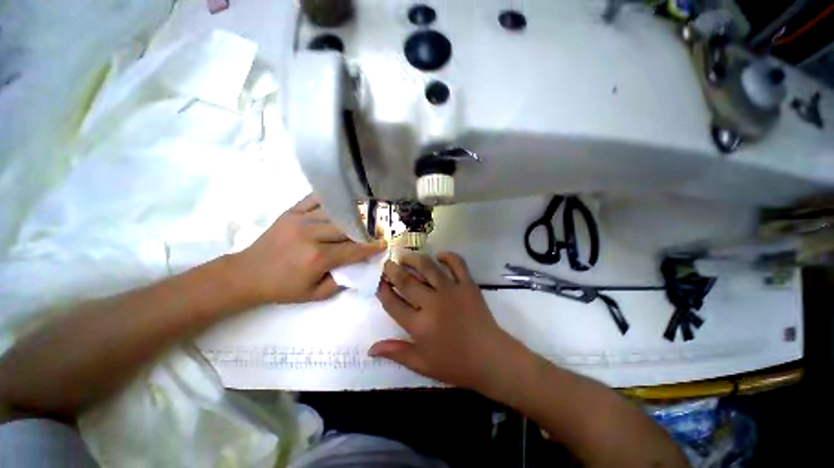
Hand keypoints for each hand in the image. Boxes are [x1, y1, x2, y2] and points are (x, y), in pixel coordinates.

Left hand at [234, 194, 385, 304]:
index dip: (371, 247)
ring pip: (336, 213)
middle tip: (376, 231)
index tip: (383, 243)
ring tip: (362, 218)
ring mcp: (301, 220)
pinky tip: (340, 201)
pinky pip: (315, 199)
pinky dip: (330, 199)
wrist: (247, 274)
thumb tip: (359, 267)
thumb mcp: (315, 295)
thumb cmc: (282, 287)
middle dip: (365, 231)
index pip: (354, 250)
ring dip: (352, 216)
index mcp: (318, 258)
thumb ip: (340, 282)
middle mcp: (312, 235)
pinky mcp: (291, 212)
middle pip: (348, 229)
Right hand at [370, 252, 522, 392]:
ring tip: (406, 255)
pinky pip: (457, 264)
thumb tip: (371, 348)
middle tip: (388, 264)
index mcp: (419, 325)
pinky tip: (440, 255)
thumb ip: (397, 353)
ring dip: (414, 259)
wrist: (491, 359)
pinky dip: (448, 256)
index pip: (393, 303)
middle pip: (407, 281)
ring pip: (428, 267)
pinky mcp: (468, 285)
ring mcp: (451, 291)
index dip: (383, 291)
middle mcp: (432, 304)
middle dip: (393, 270)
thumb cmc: (456, 365)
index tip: (379, 282)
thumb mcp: (423, 365)